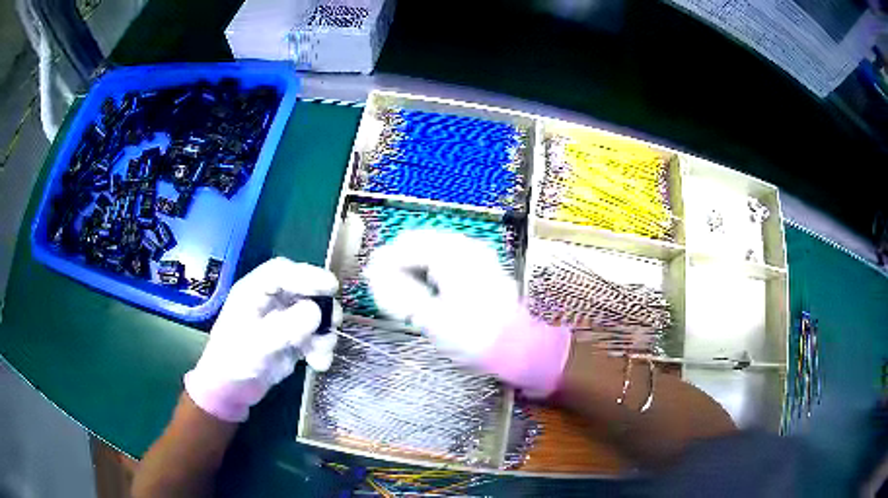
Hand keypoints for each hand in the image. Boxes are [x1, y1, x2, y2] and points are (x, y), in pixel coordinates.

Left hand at [184, 257, 339, 421]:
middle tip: (334, 322)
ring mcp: (282, 320)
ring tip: (322, 354)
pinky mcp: (291, 340)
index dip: (308, 275)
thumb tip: (316, 312)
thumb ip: (286, 326)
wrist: (231, 391)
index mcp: (254, 292)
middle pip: (303, 291)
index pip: (282, 272)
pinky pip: (314, 336)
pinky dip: (320, 349)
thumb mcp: (258, 344)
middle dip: (322, 307)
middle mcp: (270, 302)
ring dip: (323, 334)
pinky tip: (318, 364)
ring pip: (313, 315)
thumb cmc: (234, 362)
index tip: (331, 287)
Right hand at [365, 230, 571, 396]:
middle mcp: (467, 247)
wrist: (518, 348)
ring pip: (435, 249)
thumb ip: (399, 293)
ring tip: (401, 287)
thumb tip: (376, 276)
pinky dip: (431, 269)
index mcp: (453, 255)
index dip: (385, 261)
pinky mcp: (484, 268)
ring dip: (415, 264)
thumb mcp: (430, 318)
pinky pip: (448, 258)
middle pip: (421, 243)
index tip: (371, 277)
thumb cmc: (474, 335)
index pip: (407, 247)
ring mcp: (478, 255)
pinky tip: (426, 286)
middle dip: (399, 261)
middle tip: (384, 284)